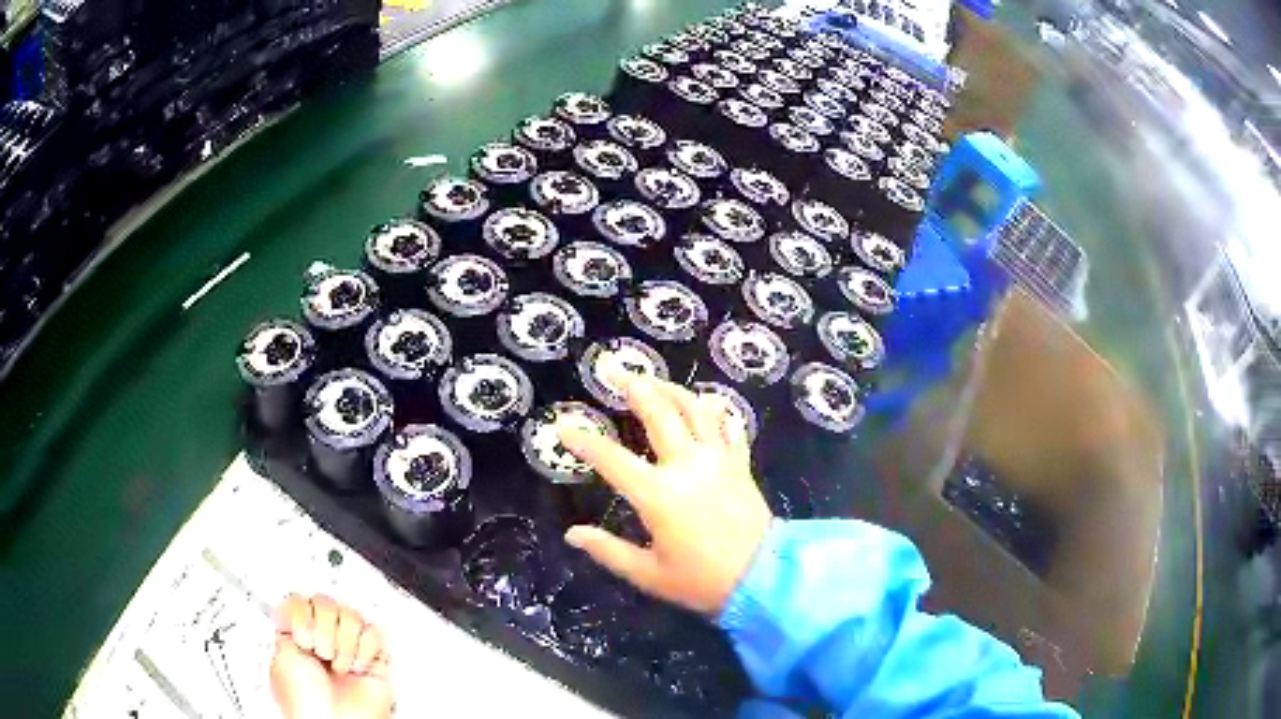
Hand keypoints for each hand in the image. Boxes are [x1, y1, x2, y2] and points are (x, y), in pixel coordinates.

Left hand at [271, 594, 392, 718]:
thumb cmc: (305, 701)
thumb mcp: (281, 655)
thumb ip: (283, 624)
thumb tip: (289, 607)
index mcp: (296, 636)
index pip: (300, 600)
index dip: (301, 613)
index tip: (301, 636)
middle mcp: (322, 639)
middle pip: (326, 602)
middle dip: (324, 628)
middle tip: (321, 652)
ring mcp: (348, 648)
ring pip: (351, 614)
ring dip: (344, 641)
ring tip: (339, 664)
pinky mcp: (373, 659)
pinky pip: (375, 633)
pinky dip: (365, 649)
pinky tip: (356, 665)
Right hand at [559, 371, 773, 614]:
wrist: (764, 579)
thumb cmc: (702, 581)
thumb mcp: (648, 574)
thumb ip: (608, 551)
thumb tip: (573, 534)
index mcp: (658, 494)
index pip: (612, 459)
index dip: (584, 441)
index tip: (563, 427)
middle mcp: (687, 465)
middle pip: (658, 412)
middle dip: (632, 385)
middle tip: (612, 367)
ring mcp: (718, 459)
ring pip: (695, 408)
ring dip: (671, 388)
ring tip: (652, 378)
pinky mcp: (740, 463)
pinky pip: (729, 426)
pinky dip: (716, 410)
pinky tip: (706, 403)